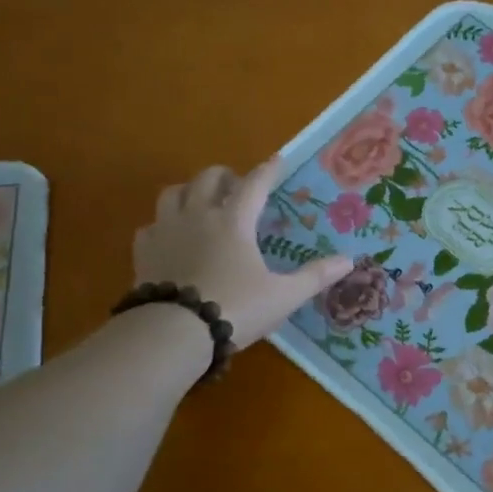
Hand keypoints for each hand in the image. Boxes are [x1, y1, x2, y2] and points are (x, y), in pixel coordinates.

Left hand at [134, 158, 352, 348]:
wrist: (174, 332)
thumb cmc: (236, 308)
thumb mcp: (284, 296)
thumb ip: (315, 276)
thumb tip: (349, 260)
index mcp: (234, 221)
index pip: (255, 184)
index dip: (269, 170)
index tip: (278, 159)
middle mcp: (198, 216)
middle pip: (207, 179)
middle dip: (224, 176)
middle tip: (235, 185)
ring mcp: (166, 231)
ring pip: (173, 194)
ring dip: (189, 191)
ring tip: (199, 203)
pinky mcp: (143, 252)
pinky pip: (150, 226)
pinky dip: (162, 225)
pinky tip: (170, 238)